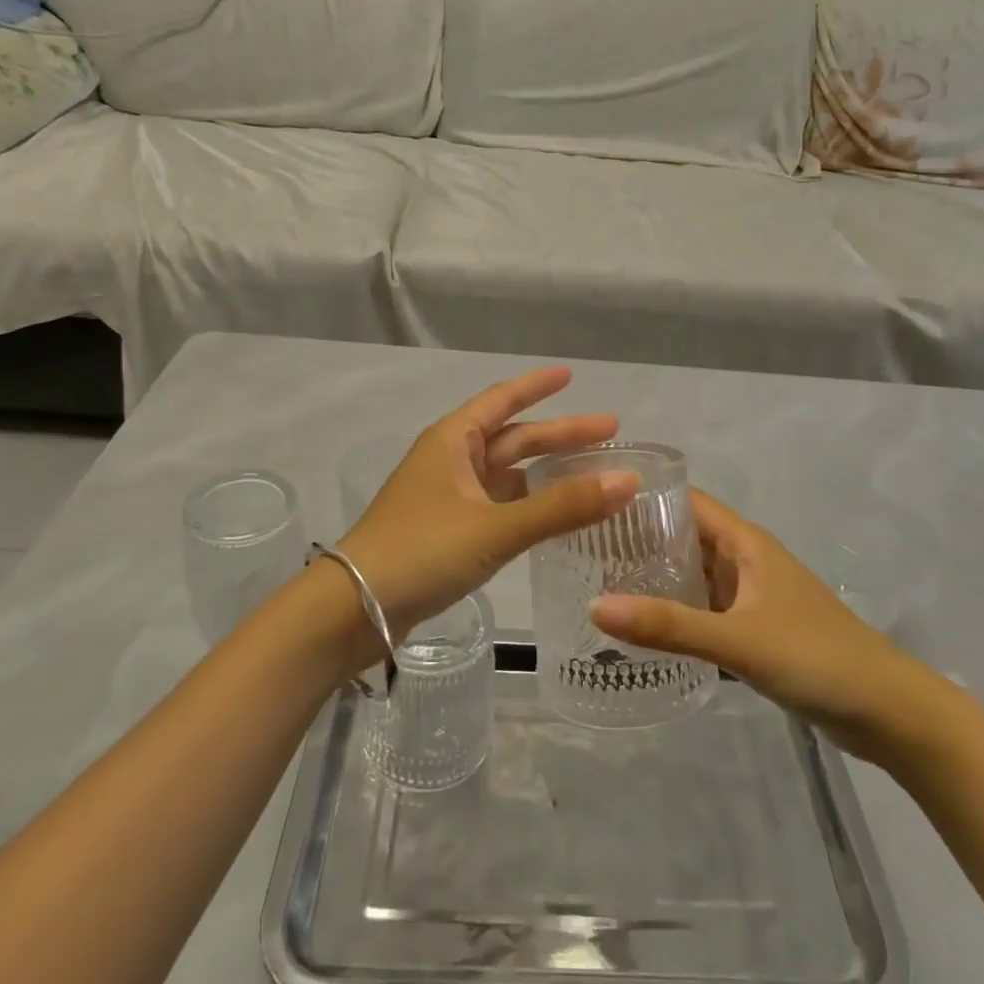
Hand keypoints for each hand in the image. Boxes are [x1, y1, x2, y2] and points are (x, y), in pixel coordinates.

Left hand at [338, 368, 639, 641]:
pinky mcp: (447, 530)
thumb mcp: (496, 527)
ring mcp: (447, 497)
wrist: (355, 608)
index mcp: (453, 440)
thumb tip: (629, 479)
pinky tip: (554, 514)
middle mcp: (450, 460)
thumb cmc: (422, 551)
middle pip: (513, 438)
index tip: (571, 375)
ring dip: (546, 472)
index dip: (537, 387)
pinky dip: (528, 504)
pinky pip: (498, 505)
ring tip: (592, 474)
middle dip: (559, 435)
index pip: (503, 400)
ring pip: (507, 474)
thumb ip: (562, 507)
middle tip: (610, 433)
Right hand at [591, 491, 952, 764]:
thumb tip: (595, 606)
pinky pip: (705, 611)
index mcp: (746, 543)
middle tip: (581, 552)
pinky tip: (642, 630)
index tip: (592, 504)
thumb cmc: (816, 657)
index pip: (685, 502)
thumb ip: (669, 626)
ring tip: (598, 586)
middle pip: (684, 538)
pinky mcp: (756, 630)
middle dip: (639, 542)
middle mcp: (746, 561)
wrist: (889, 712)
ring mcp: (752, 597)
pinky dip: (677, 615)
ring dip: (656, 580)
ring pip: (694, 577)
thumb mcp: (738, 640)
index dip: (643, 497)